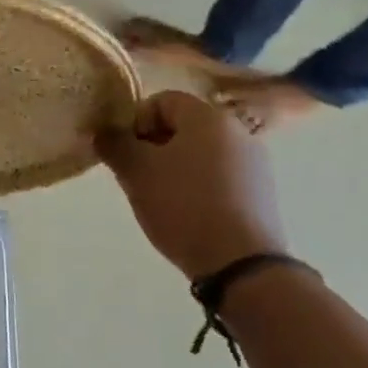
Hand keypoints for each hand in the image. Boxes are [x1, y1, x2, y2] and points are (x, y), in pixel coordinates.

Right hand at [95, 90, 286, 280]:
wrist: (242, 266)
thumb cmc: (183, 205)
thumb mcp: (136, 172)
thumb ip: (115, 144)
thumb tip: (104, 131)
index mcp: (207, 117)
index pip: (161, 100)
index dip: (135, 121)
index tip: (125, 152)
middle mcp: (237, 132)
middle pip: (182, 126)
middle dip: (153, 146)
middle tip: (137, 175)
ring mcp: (255, 165)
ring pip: (200, 153)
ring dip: (175, 167)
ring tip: (160, 198)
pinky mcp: (262, 195)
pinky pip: (220, 177)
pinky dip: (198, 186)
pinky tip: (187, 213)